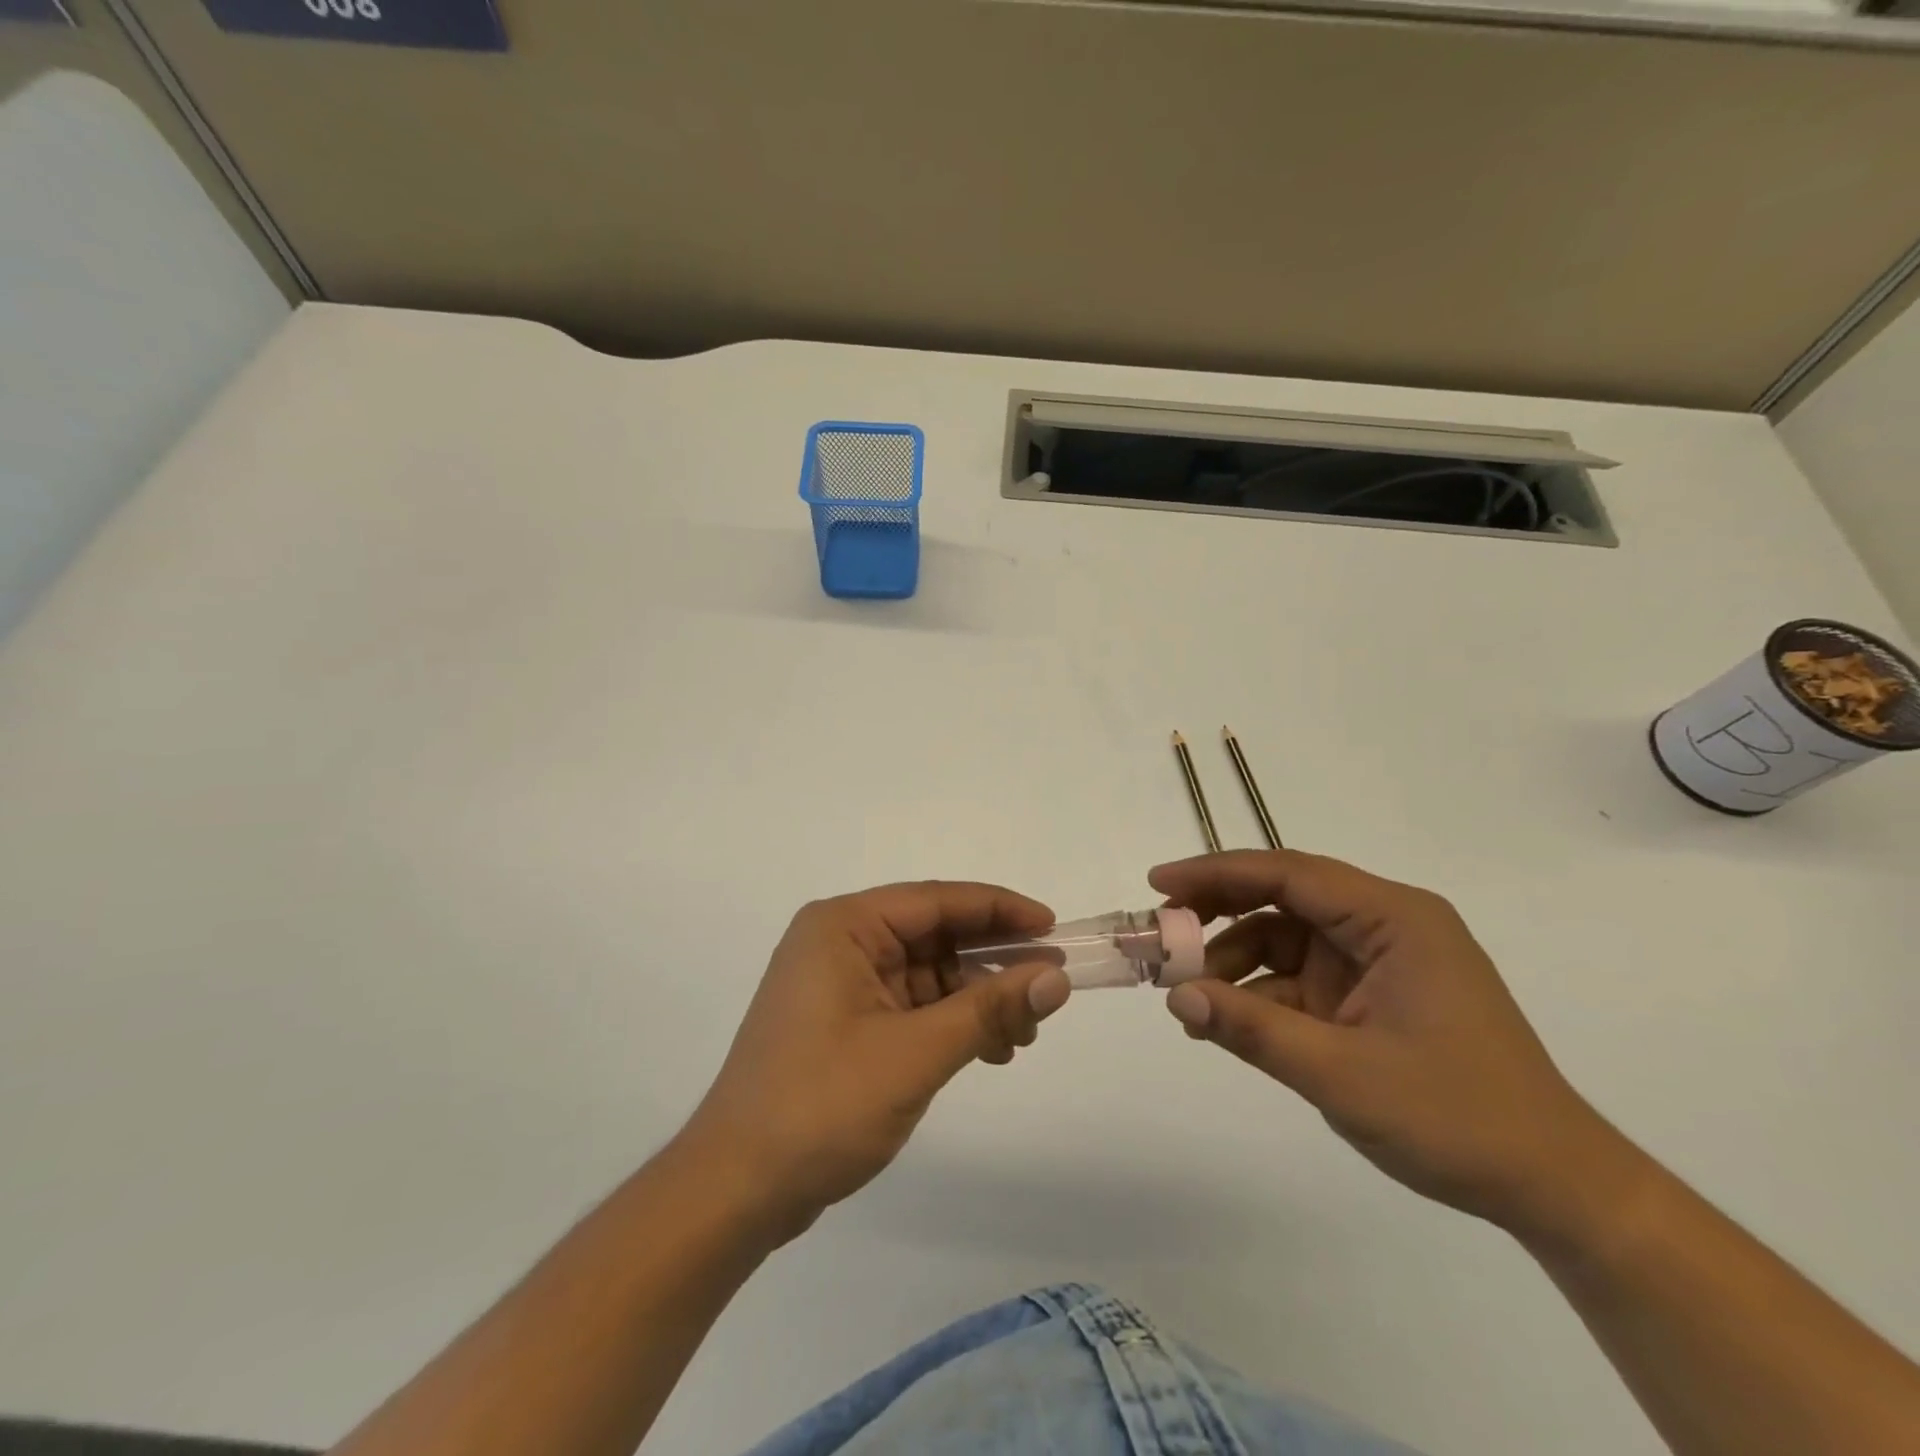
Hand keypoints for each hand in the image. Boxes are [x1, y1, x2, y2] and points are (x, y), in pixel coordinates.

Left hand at [677, 882, 1071, 1238]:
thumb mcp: (916, 1054)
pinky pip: (911, 1005)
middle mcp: (839, 942)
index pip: (937, 901)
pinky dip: (950, 1023)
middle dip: (991, 966)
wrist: (736, 1190)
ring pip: (928, 974)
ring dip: (976, 1000)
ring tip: (1021, 1036)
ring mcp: (839, 984)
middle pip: (934, 936)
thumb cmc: (821, 1106)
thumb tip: (1056, 976)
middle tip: (1046, 994)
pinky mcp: (844, 1022)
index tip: (1054, 928)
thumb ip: (988, 1009)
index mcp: (844, 926)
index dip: (1000, 910)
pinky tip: (988, 1050)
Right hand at [1151, 849, 1618, 1232]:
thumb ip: (1253, 1031)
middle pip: (1283, 897)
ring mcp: (1378, 961)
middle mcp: (1385, 925)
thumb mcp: (1343, 1075)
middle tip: (1162, 934)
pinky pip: (1299, 978)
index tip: (1159, 883)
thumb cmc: (1458, 1119)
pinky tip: (1222, 1020)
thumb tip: (1177, 999)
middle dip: (1218, 912)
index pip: (1289, 873)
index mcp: (1394, 919)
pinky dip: (1258, 994)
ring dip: (1233, 960)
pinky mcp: (1371, 996)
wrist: (1553, 1187)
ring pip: (1284, 938)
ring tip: (1186, 994)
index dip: (1217, 873)